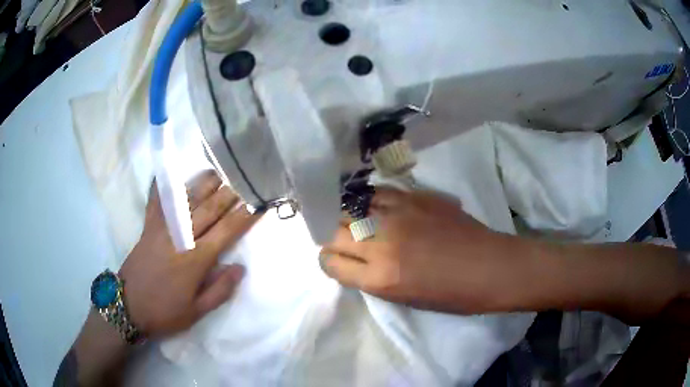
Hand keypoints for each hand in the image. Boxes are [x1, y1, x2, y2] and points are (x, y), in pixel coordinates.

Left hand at [118, 171, 259, 337]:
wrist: (128, 306)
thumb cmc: (165, 312)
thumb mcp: (197, 312)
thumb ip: (220, 290)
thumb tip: (240, 268)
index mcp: (196, 260)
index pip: (227, 231)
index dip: (244, 217)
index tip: (258, 204)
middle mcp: (181, 237)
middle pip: (209, 209)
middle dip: (228, 194)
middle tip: (242, 181)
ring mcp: (162, 228)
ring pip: (186, 199)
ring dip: (203, 184)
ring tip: (217, 172)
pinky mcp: (147, 226)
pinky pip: (155, 201)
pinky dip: (160, 185)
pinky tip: (165, 171)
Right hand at [321, 188, 526, 314]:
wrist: (489, 267)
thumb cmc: (451, 295)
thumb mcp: (403, 298)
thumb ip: (371, 277)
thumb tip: (352, 258)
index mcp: (380, 278)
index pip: (330, 262)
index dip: (328, 261)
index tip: (336, 259)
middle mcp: (382, 244)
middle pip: (334, 233)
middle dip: (331, 238)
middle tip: (340, 240)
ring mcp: (398, 215)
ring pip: (351, 208)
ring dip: (346, 216)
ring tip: (352, 220)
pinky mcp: (415, 197)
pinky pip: (377, 192)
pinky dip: (369, 199)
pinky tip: (372, 204)